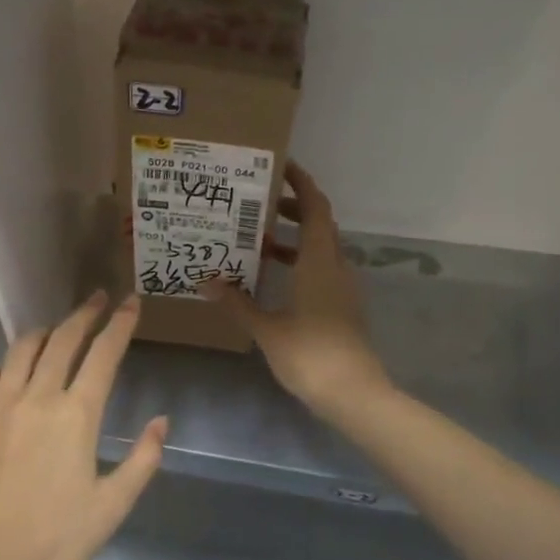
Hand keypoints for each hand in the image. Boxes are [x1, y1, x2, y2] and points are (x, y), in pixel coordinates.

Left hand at [0, 292, 168, 559]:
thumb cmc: (56, 542)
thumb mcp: (112, 506)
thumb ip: (142, 460)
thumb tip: (161, 421)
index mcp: (76, 415)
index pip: (103, 354)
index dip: (120, 324)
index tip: (130, 302)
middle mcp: (36, 397)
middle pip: (63, 340)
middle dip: (84, 314)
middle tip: (98, 299)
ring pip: (21, 351)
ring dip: (43, 333)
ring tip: (55, 329)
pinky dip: (3, 367)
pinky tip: (8, 375)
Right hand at [206, 162, 389, 417]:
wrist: (353, 393)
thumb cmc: (309, 353)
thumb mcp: (266, 327)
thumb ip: (237, 302)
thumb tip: (206, 281)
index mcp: (320, 261)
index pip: (315, 207)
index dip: (301, 183)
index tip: (280, 166)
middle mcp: (336, 266)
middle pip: (320, 224)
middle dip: (292, 209)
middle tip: (258, 204)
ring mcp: (343, 287)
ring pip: (321, 249)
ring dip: (295, 239)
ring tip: (260, 240)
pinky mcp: (343, 306)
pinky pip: (321, 270)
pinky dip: (301, 262)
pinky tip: (275, 278)